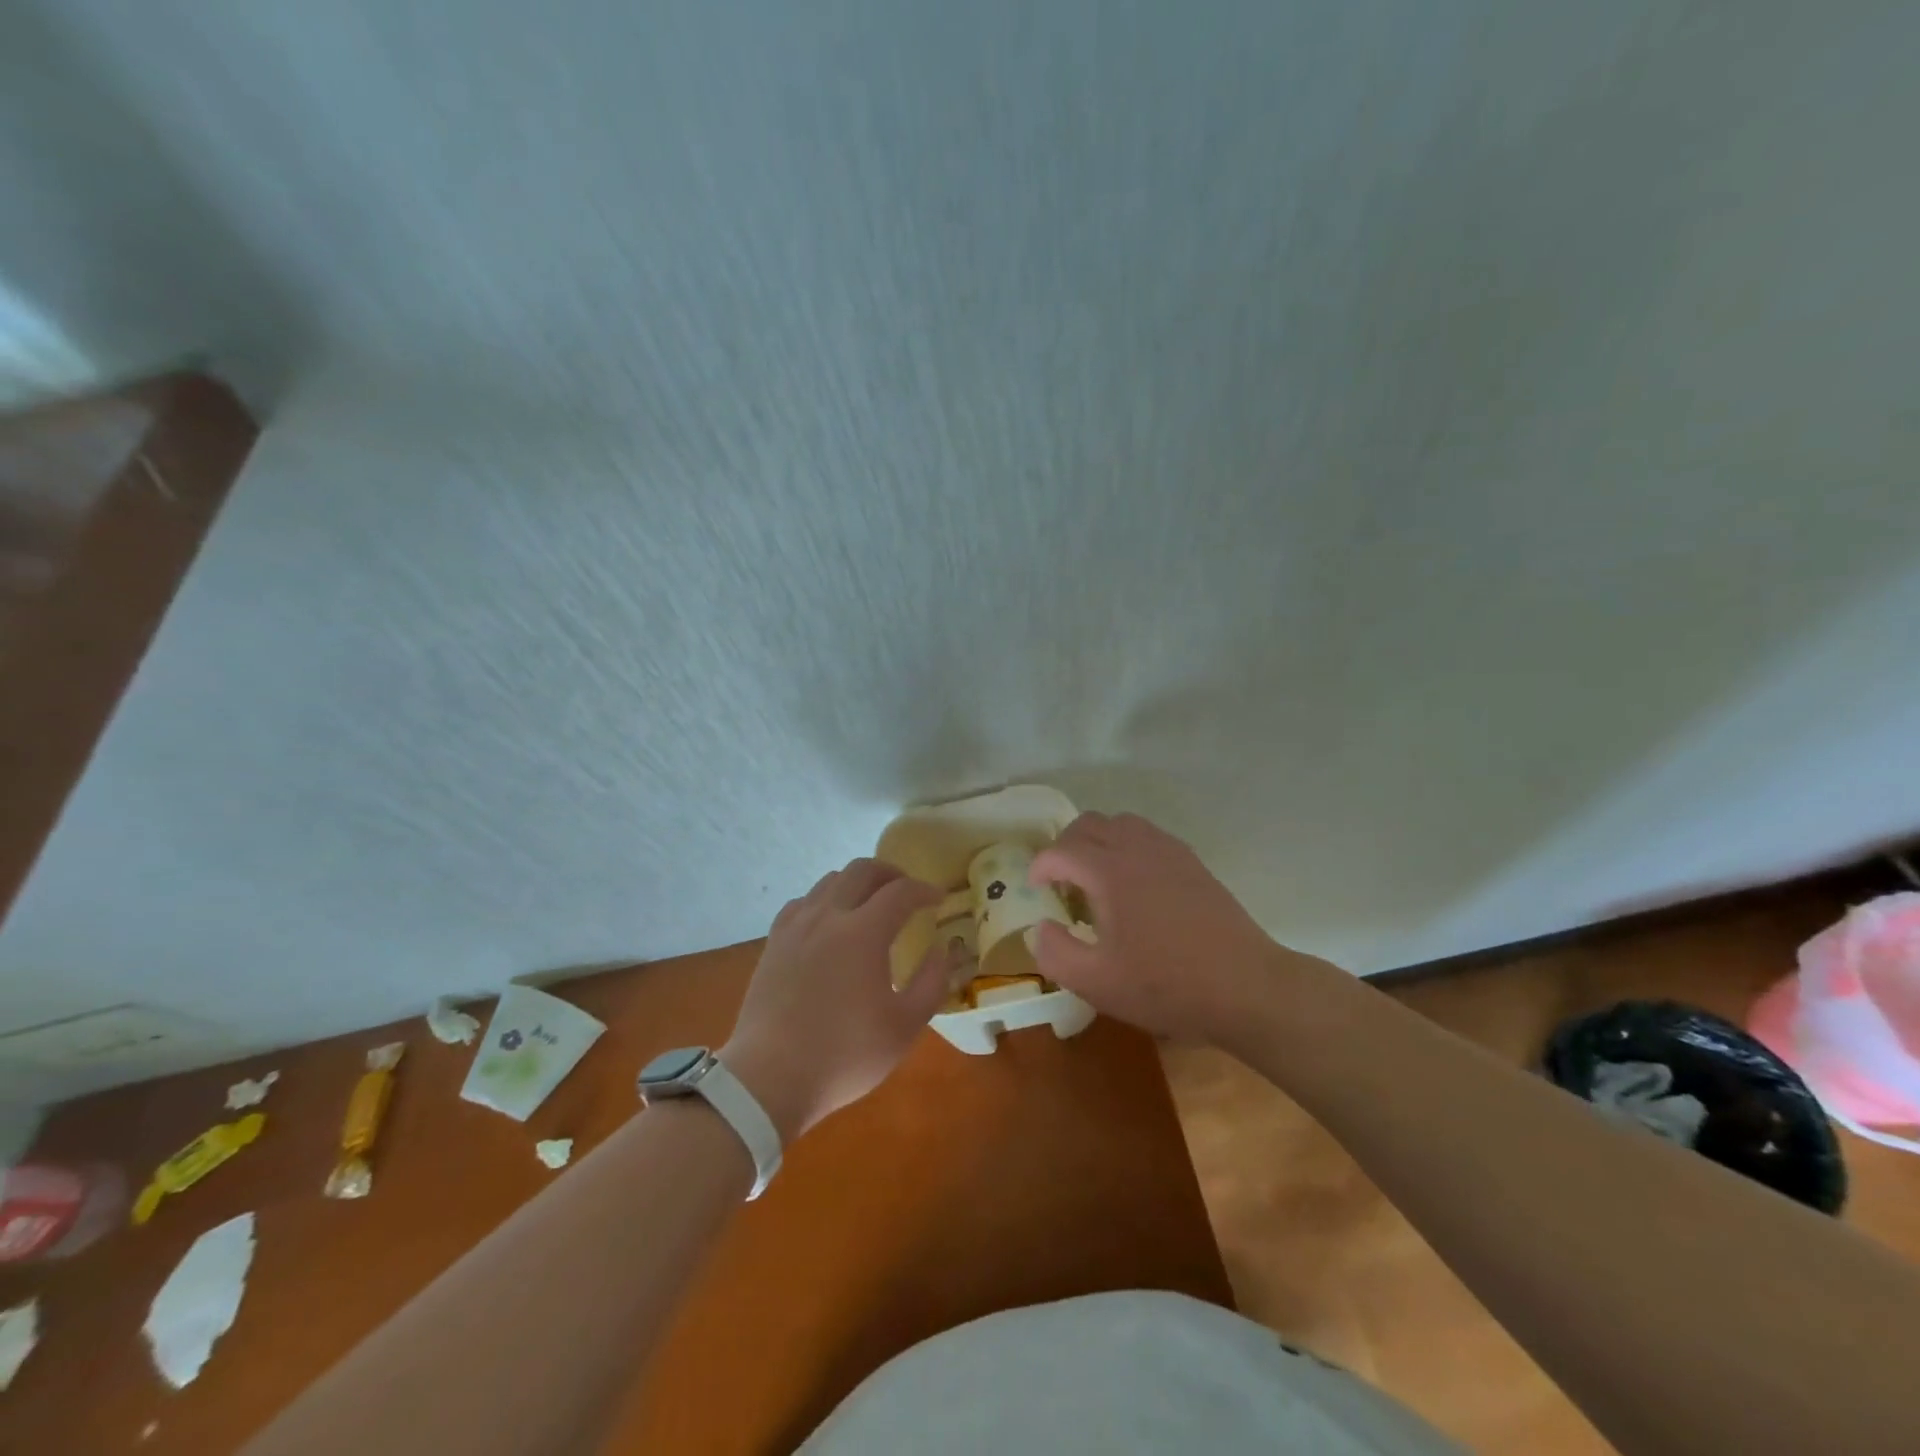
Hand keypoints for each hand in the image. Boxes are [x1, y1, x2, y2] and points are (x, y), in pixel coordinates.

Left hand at [720, 858, 951, 1141]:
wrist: (769, 1078)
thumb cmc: (844, 1055)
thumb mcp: (904, 1028)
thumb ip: (931, 983)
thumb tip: (942, 951)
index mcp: (863, 933)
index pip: (901, 892)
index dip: (924, 890)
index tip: (939, 900)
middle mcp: (828, 916)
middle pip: (862, 870)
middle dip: (891, 873)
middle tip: (907, 891)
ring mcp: (796, 927)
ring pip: (830, 880)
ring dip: (857, 883)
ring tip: (871, 904)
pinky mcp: (774, 942)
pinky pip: (803, 902)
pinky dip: (824, 900)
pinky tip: (829, 923)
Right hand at [1027, 812, 1293, 1045]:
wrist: (1246, 987)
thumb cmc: (1166, 985)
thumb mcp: (1097, 983)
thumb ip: (1056, 953)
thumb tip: (1040, 928)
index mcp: (1110, 871)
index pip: (1060, 851)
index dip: (1040, 867)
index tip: (1036, 890)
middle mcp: (1137, 849)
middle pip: (1089, 824)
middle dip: (1065, 846)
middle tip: (1061, 881)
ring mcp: (1169, 852)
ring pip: (1121, 823)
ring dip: (1098, 841)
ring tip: (1095, 877)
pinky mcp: (1192, 863)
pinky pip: (1149, 835)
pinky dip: (1128, 846)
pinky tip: (1134, 883)